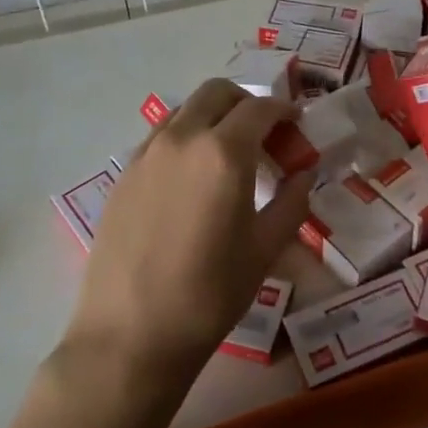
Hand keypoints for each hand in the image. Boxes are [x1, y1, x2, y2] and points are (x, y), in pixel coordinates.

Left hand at [66, 79, 313, 393]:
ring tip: (229, 155)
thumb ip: (292, 201)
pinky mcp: (124, 174)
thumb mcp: (265, 249)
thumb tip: (304, 173)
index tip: (297, 126)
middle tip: (265, 135)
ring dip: (214, 116)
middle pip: (218, 93)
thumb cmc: (209, 294)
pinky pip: (161, 136)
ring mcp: (147, 154)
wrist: (129, 335)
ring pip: (186, 110)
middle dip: (248, 103)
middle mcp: (183, 139)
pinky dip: (186, 137)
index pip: (261, 108)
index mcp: (224, 153)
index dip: (285, 111)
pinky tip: (193, 178)